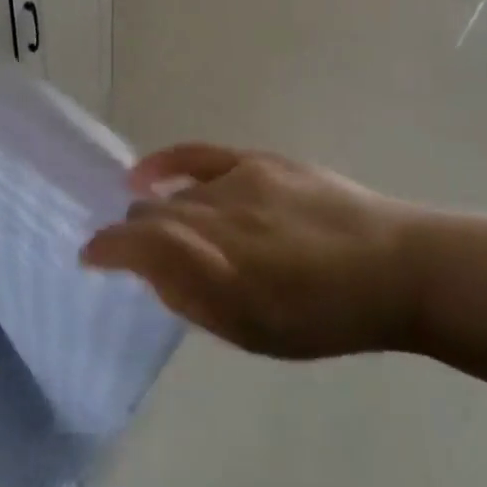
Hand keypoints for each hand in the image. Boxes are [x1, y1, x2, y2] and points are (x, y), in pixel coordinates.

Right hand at [82, 144, 426, 358]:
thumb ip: (192, 298)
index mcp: (217, 266)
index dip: (106, 249)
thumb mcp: (255, 330)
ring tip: (169, 232)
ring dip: (162, 215)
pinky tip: (144, 175)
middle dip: (134, 236)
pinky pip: (196, 156)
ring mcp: (238, 181)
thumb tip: (149, 272)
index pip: (137, 244)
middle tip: (138, 258)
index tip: (90, 258)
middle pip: (151, 216)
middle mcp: (218, 215)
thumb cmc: (326, 316)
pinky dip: (164, 165)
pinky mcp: (257, 160)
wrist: (395, 268)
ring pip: (177, 196)